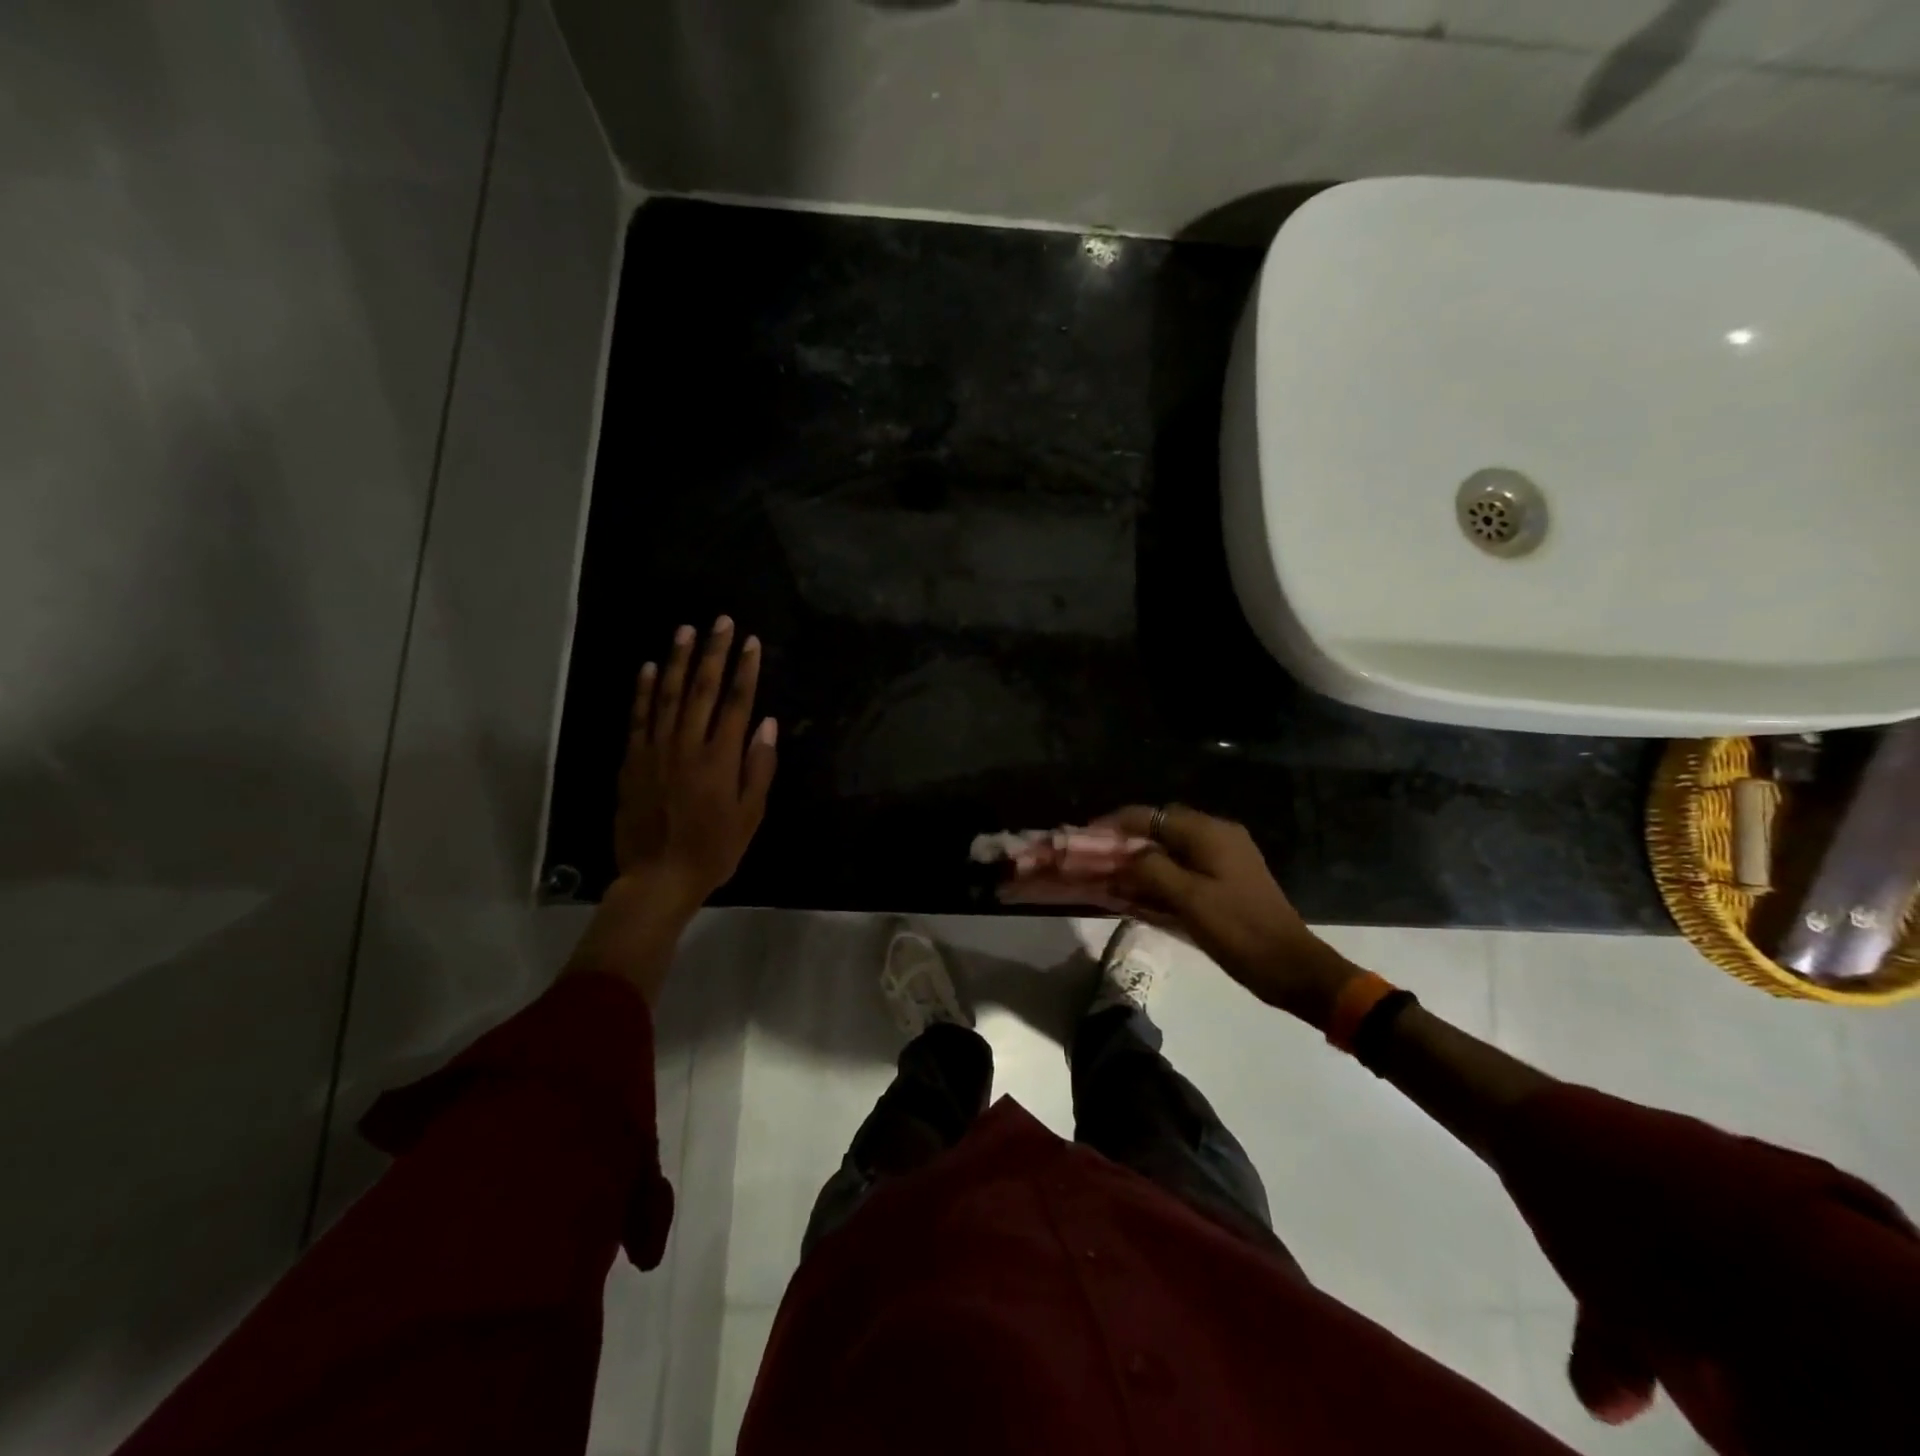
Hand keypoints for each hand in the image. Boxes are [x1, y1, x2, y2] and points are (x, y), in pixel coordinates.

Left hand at [616, 615, 777, 905]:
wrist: (657, 877)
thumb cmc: (714, 849)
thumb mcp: (750, 814)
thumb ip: (758, 767)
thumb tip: (766, 723)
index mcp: (721, 759)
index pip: (737, 703)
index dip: (746, 670)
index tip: (752, 642)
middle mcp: (687, 745)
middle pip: (702, 689)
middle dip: (714, 652)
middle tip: (721, 622)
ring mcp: (655, 750)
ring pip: (666, 694)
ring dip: (677, 660)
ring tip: (686, 630)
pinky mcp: (632, 761)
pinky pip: (637, 717)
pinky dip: (642, 690)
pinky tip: (647, 668)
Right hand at [1101, 804, 1357, 1024]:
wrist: (1291, 967)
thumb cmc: (1239, 930)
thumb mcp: (1189, 899)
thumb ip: (1152, 870)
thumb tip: (1127, 856)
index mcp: (1209, 833)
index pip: (1152, 815)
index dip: (1116, 823)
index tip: (1087, 836)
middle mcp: (1218, 836)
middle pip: (1161, 828)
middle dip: (1127, 841)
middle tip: (1098, 859)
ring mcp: (1225, 858)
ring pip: (1172, 849)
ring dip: (1143, 860)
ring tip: (1113, 876)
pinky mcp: (1227, 880)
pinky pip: (1185, 868)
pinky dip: (1161, 875)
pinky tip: (1142, 893)